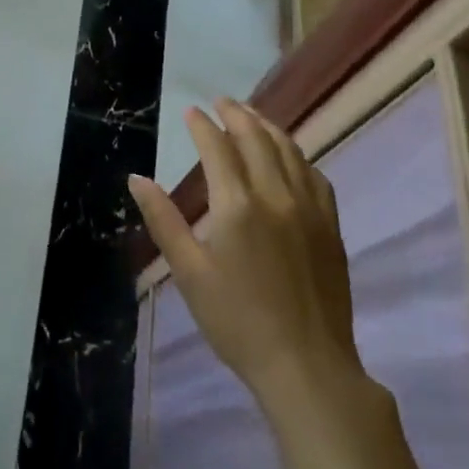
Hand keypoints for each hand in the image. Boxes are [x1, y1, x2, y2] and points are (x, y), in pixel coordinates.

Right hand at [129, 100, 369, 407]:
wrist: (306, 366)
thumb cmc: (237, 320)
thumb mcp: (188, 272)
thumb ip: (163, 220)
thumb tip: (137, 178)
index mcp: (237, 205)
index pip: (218, 148)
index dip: (202, 125)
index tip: (191, 111)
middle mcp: (276, 196)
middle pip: (257, 139)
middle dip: (237, 114)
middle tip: (221, 101)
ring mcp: (310, 209)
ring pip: (290, 151)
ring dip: (268, 128)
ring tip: (252, 116)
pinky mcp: (331, 227)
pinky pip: (315, 176)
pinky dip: (297, 156)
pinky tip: (290, 158)